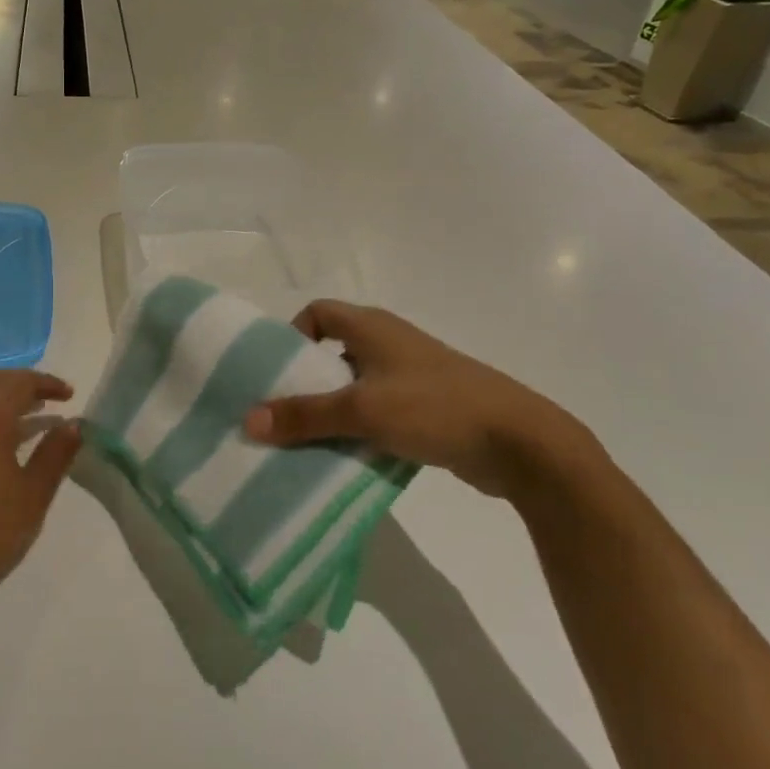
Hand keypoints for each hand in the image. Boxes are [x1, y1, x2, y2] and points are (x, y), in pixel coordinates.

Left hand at [0, 370, 81, 614]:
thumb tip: (73, 424)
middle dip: (24, 384)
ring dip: (5, 401)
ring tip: (34, 420)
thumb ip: (56, 454)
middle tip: (52, 399)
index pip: (21, 383)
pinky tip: (2, 447)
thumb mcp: (33, 495)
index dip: (48, 384)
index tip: (70, 395)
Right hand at [242, 300, 605, 501]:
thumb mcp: (363, 411)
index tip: (276, 373)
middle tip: (280, 414)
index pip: (317, 312)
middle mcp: (389, 343)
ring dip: (331, 409)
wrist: (521, 443)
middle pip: (331, 351)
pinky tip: (347, 456)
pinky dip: (358, 428)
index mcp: (372, 327)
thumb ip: (305, 415)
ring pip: (354, 385)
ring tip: (305, 441)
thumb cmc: (435, 408)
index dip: (292, 335)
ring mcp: (410, 375)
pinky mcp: (426, 407)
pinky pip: (377, 410)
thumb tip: (248, 419)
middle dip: (304, 380)